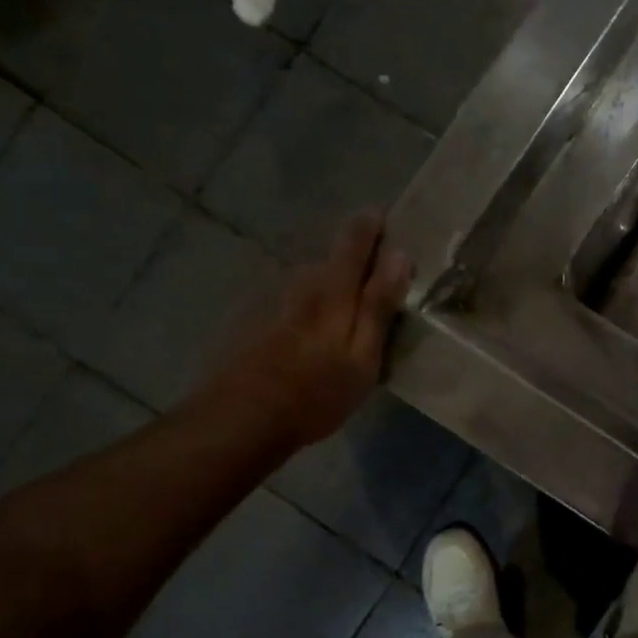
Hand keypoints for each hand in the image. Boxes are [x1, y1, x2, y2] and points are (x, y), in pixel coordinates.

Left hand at [206, 213, 411, 446]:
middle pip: (329, 261)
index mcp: (331, 287)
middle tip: (369, 295)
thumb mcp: (362, 356)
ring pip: (305, 284)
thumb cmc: (314, 392)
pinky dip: (299, 312)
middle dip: (351, 268)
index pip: (355, 238)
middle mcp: (297, 280)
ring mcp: (266, 297)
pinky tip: (300, 343)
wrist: (237, 419)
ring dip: (323, 293)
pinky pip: (284, 303)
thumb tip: (400, 255)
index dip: (371, 225)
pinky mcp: (245, 318)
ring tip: (335, 326)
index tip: (383, 218)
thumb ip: (379, 304)